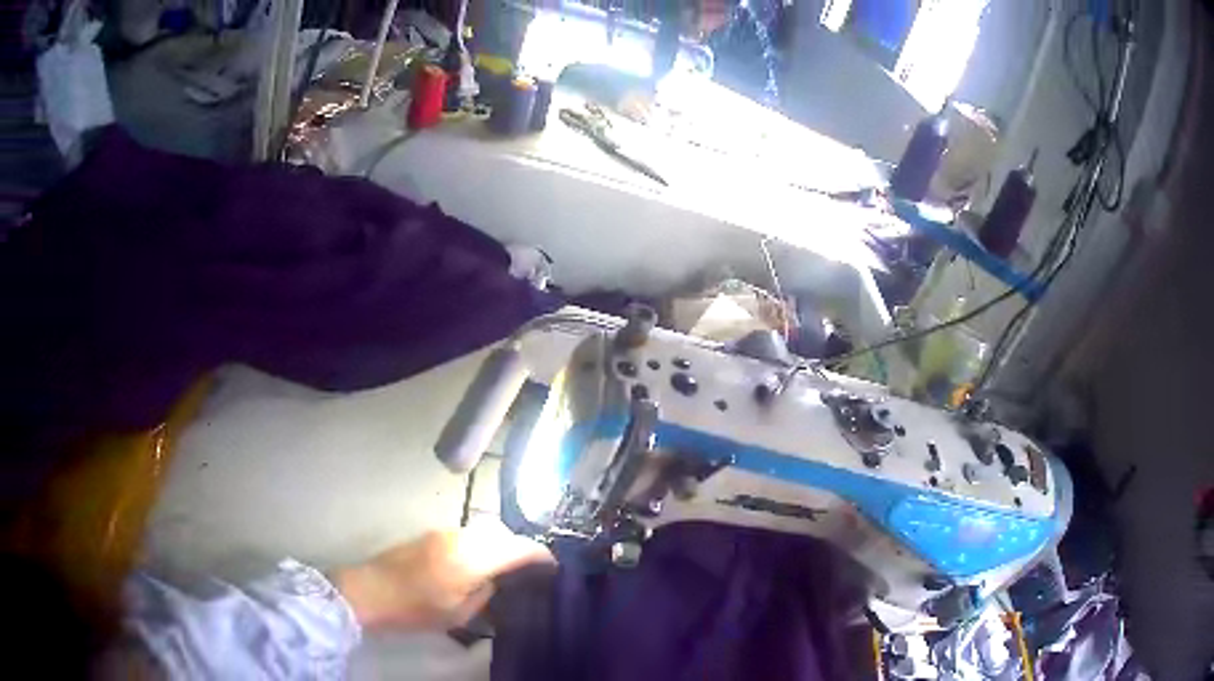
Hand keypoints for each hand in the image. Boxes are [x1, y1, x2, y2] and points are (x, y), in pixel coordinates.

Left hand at [333, 521, 552, 631]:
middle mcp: (461, 537)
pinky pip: (467, 533)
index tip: (554, 566)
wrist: (368, 591)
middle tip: (530, 570)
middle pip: (502, 532)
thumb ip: (486, 594)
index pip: (517, 547)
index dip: (539, 555)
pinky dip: (481, 543)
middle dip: (520, 547)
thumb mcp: (458, 613)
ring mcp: (443, 532)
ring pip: (483, 530)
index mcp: (471, 558)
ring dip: (499, 543)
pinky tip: (477, 564)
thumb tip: (498, 581)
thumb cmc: (414, 609)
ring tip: (505, 568)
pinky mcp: (430, 534)